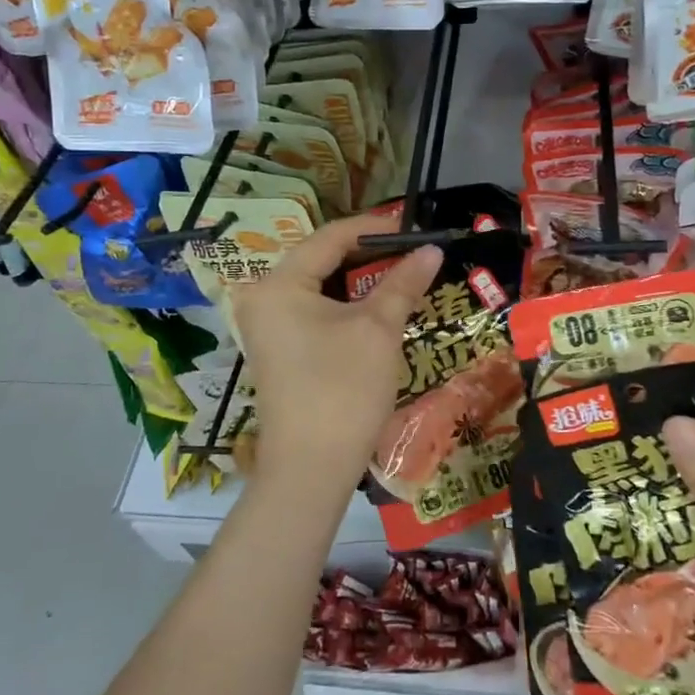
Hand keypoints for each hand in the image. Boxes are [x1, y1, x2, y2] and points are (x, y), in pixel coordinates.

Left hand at [231, 215, 442, 498]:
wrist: (311, 469)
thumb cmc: (344, 389)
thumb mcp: (379, 329)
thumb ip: (403, 282)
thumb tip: (431, 250)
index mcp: (278, 283)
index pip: (330, 237)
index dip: (374, 228)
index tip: (413, 226)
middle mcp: (262, 298)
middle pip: (320, 260)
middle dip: (367, 255)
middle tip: (410, 251)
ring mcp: (264, 326)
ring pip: (318, 287)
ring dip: (358, 281)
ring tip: (399, 275)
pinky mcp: (275, 350)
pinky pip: (311, 311)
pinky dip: (343, 306)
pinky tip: (374, 307)